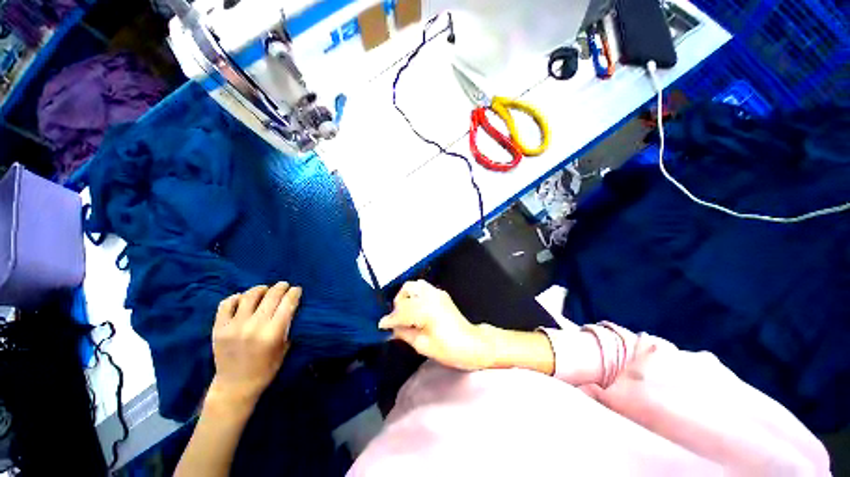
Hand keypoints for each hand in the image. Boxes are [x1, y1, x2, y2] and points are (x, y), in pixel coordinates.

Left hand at [208, 282, 301, 408]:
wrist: (235, 386)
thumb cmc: (266, 368)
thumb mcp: (285, 348)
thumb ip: (288, 326)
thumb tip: (291, 307)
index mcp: (273, 333)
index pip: (287, 303)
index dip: (294, 293)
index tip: (297, 289)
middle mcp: (254, 326)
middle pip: (271, 296)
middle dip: (281, 287)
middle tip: (284, 285)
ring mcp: (234, 326)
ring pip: (250, 295)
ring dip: (261, 289)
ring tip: (265, 290)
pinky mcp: (219, 328)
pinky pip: (227, 303)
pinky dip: (237, 297)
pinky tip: (243, 299)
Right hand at [378, 280, 494, 370]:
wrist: (472, 344)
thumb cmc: (449, 349)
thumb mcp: (422, 345)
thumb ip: (404, 333)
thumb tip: (391, 328)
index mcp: (425, 309)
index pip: (401, 310)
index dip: (390, 319)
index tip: (381, 326)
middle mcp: (430, 296)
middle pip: (406, 291)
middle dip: (397, 305)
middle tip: (396, 319)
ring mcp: (437, 293)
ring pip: (414, 285)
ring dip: (406, 296)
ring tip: (405, 312)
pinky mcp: (441, 294)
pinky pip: (423, 288)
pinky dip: (415, 295)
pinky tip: (416, 309)